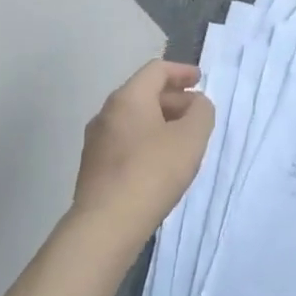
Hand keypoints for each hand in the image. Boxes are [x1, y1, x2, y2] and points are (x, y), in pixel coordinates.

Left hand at [71, 60, 214, 251]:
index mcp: (128, 98)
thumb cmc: (153, 172)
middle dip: (174, 99)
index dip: (181, 71)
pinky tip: (160, 163)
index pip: (156, 70)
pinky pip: (124, 141)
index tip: (200, 79)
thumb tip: (196, 104)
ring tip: (181, 140)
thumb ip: (201, 112)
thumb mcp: (191, 138)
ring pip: (133, 119)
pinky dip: (146, 140)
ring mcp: (96, 141)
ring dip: (160, 121)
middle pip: (143, 93)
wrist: (106, 224)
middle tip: (197, 114)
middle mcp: (106, 113)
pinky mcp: (93, 167)